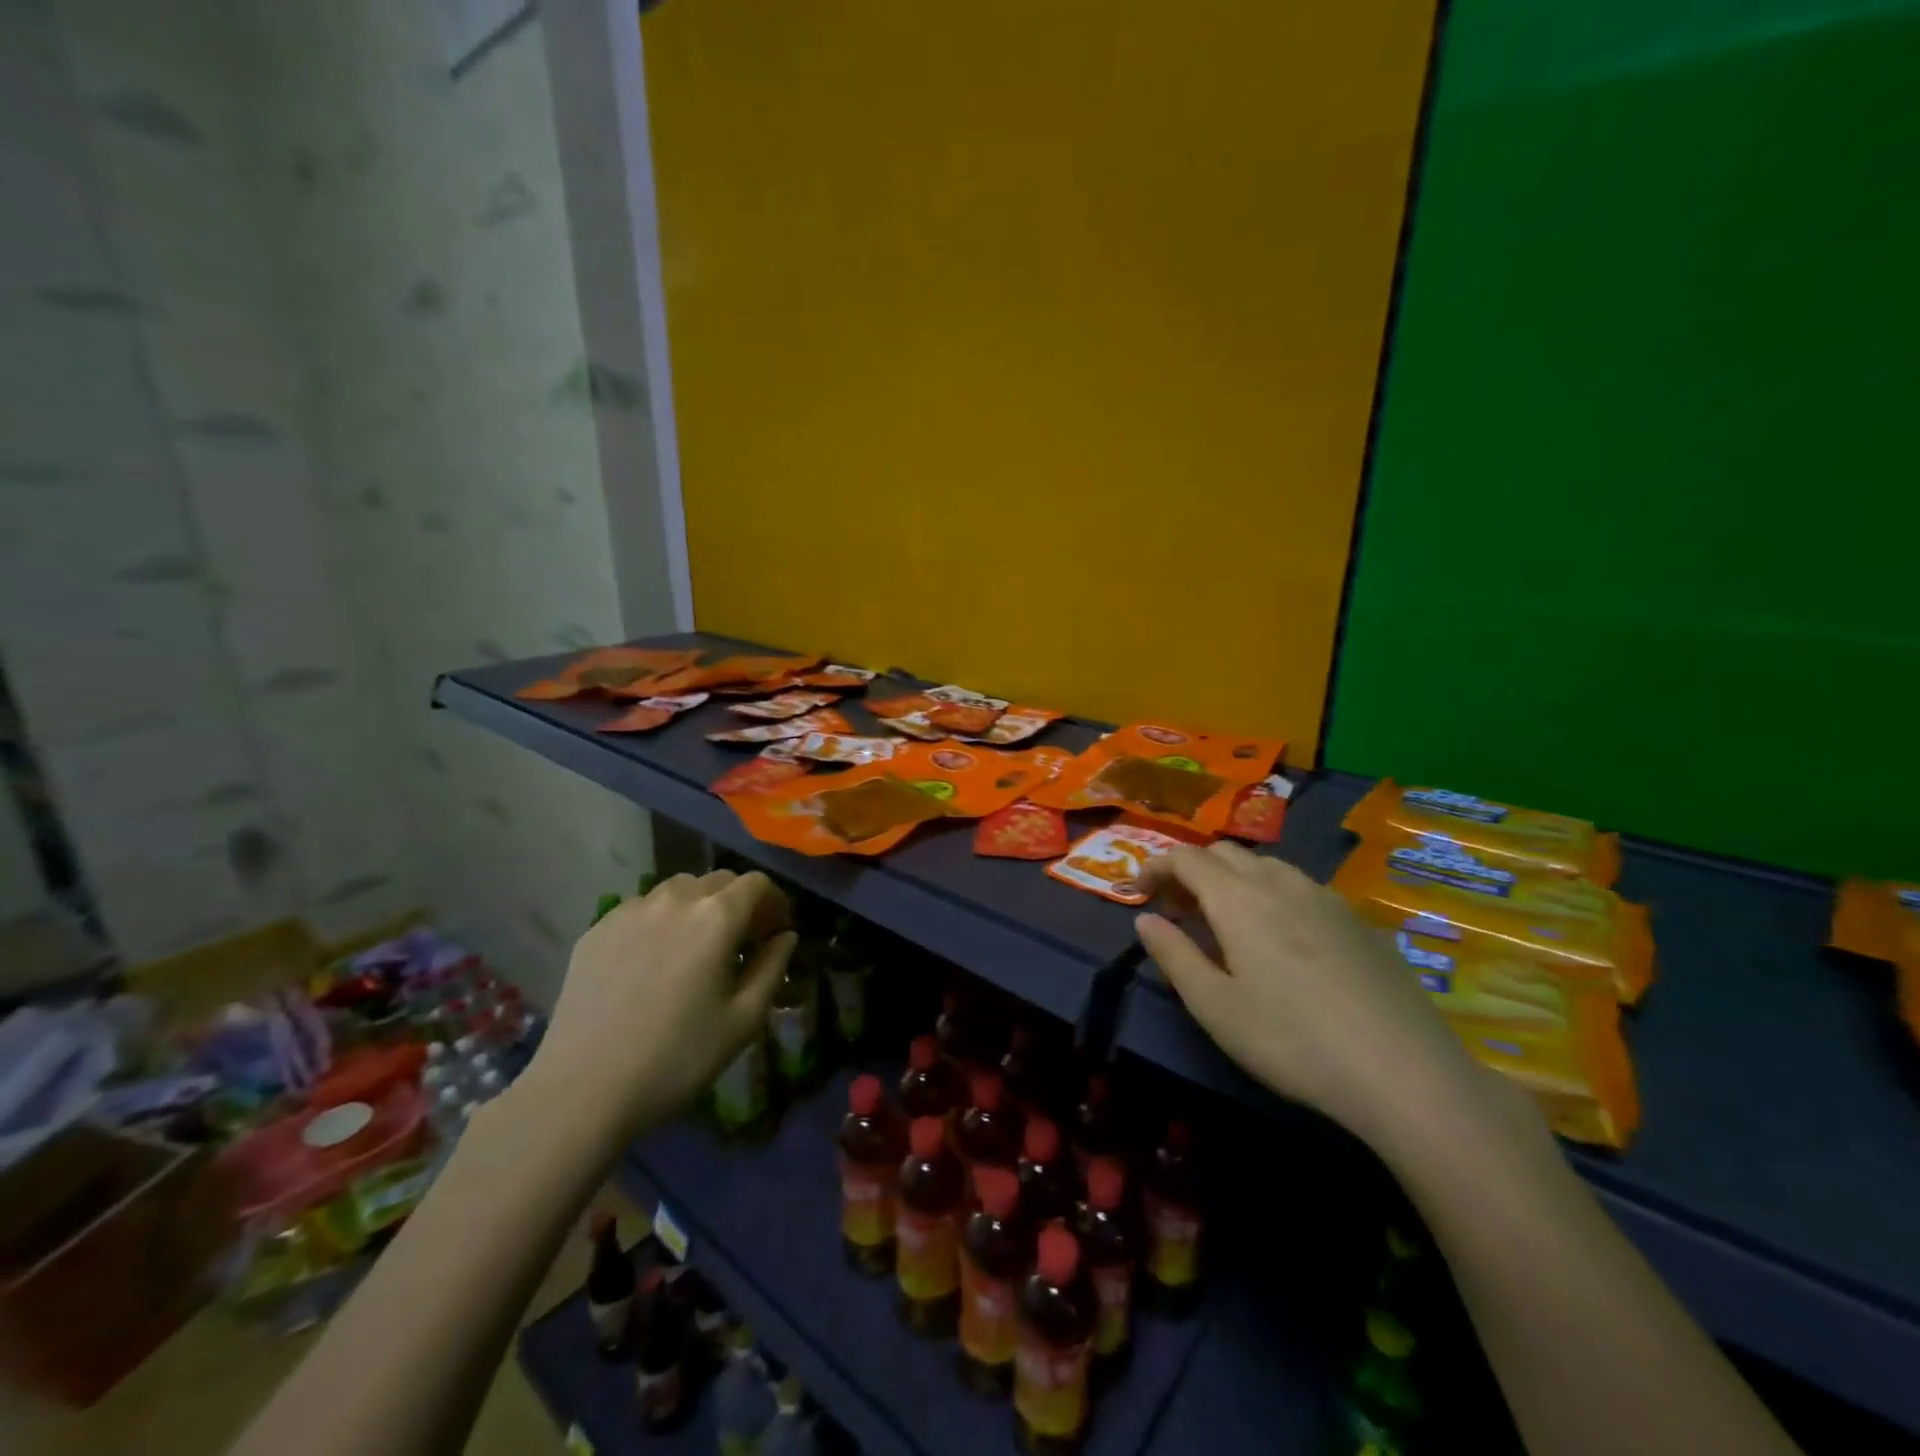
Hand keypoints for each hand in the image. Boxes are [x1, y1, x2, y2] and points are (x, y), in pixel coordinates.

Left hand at [520, 870, 795, 1142]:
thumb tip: (785, 937)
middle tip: (740, 942)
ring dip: (698, 906)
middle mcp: (674, 899)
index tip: (774, 933)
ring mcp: (630, 910)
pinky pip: (641, 909)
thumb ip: (773, 968)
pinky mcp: (597, 929)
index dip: (774, 903)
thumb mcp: (744, 1020)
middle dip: (738, 903)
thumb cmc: (677, 1058)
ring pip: (678, 890)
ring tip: (694, 947)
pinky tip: (652, 961)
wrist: (582, 1089)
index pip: (756, 883)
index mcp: (716, 917)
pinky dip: (660, 921)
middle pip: (718, 880)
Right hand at [1135, 843, 1490, 1149]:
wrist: (1405, 1071)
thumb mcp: (1214, 1006)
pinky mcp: (1357, 920)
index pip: (1186, 858)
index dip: (1155, 867)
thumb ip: (1173, 955)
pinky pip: (1299, 887)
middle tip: (1178, 911)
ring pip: (1265, 867)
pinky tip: (1280, 940)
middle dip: (1191, 872)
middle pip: (1225, 854)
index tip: (1137, 893)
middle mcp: (1280, 883)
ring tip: (1225, 924)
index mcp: (1239, 898)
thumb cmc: (1291, 1040)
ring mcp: (1325, 898)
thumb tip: (1145, 919)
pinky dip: (1270, 895)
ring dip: (1232, 880)